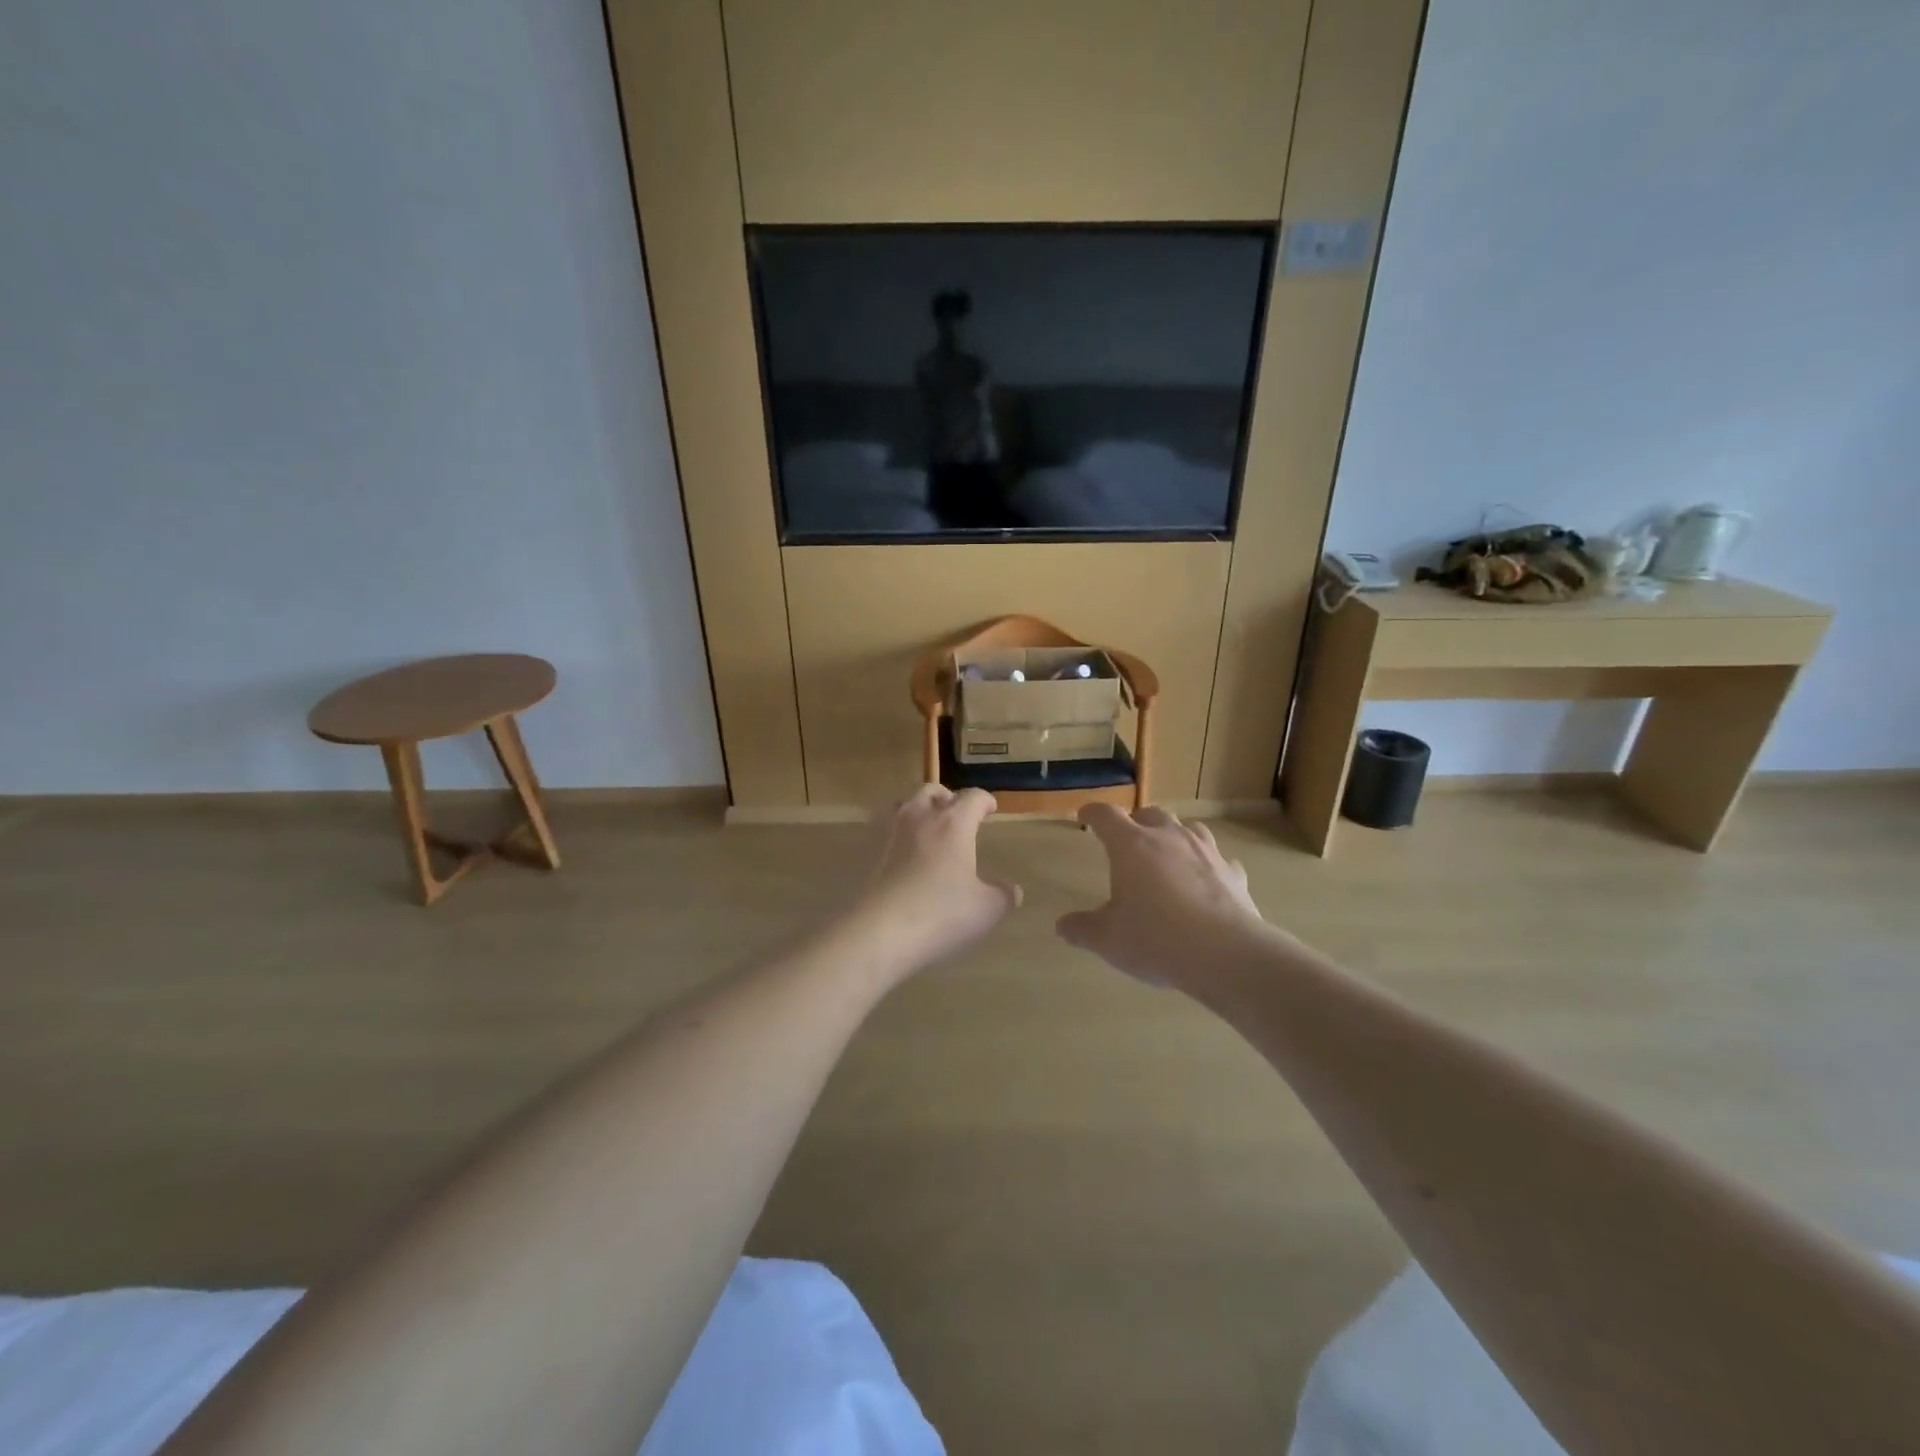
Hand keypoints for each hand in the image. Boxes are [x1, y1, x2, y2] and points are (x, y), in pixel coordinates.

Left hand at [849, 785, 1020, 978]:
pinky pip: (889, 828)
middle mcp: (921, 818)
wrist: (882, 931)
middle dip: (949, 799)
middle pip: (934, 791)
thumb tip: (1013, 891)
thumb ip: (1003, 896)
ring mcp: (893, 833)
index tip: (990, 808)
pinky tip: (907, 851)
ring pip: (907, 804)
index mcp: (954, 823)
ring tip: (931, 828)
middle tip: (959, 816)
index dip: (984, 800)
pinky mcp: (873, 852)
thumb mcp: (986, 909)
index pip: (973, 797)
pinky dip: (901, 831)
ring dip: (921, 809)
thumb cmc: (942, 913)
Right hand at [1057, 804, 1268, 986]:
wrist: (1224, 954)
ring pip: (1189, 828)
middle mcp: (1169, 837)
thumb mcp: (1107, 939)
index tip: (1085, 816)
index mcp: (1131, 845)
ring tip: (1169, 852)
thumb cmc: (1155, 939)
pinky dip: (1208, 865)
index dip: (1093, 813)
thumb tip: (1062, 926)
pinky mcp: (1233, 873)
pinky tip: (1206, 881)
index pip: (1106, 815)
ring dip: (1175, 835)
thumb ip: (1083, 929)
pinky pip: (1219, 860)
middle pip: (1150, 813)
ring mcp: (1206, 852)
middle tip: (1128, 838)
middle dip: (1136, 821)